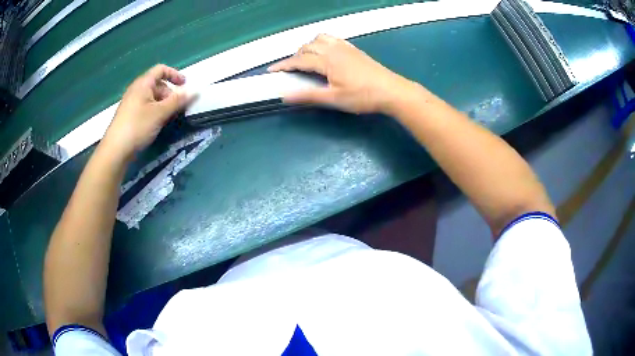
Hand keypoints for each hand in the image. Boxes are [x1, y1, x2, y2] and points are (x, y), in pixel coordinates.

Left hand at [102, 64, 192, 160]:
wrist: (115, 150)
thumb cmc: (137, 126)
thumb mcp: (160, 113)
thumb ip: (178, 101)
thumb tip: (195, 91)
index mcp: (143, 84)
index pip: (160, 70)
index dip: (174, 74)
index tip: (185, 85)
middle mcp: (136, 90)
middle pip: (157, 84)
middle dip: (170, 93)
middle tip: (178, 108)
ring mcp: (132, 103)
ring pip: (152, 98)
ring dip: (164, 104)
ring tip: (169, 118)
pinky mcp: (130, 116)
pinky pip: (146, 108)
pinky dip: (155, 111)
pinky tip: (158, 124)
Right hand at [268, 34, 412, 114]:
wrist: (391, 90)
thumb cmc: (363, 97)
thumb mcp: (334, 99)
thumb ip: (308, 96)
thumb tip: (284, 96)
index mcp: (327, 61)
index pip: (299, 60)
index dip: (284, 65)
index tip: (271, 70)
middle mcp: (334, 49)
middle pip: (307, 47)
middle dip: (295, 57)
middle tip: (290, 70)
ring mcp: (345, 47)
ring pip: (319, 39)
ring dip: (308, 47)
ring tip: (306, 59)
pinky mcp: (353, 49)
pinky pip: (332, 38)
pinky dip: (322, 42)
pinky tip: (324, 52)